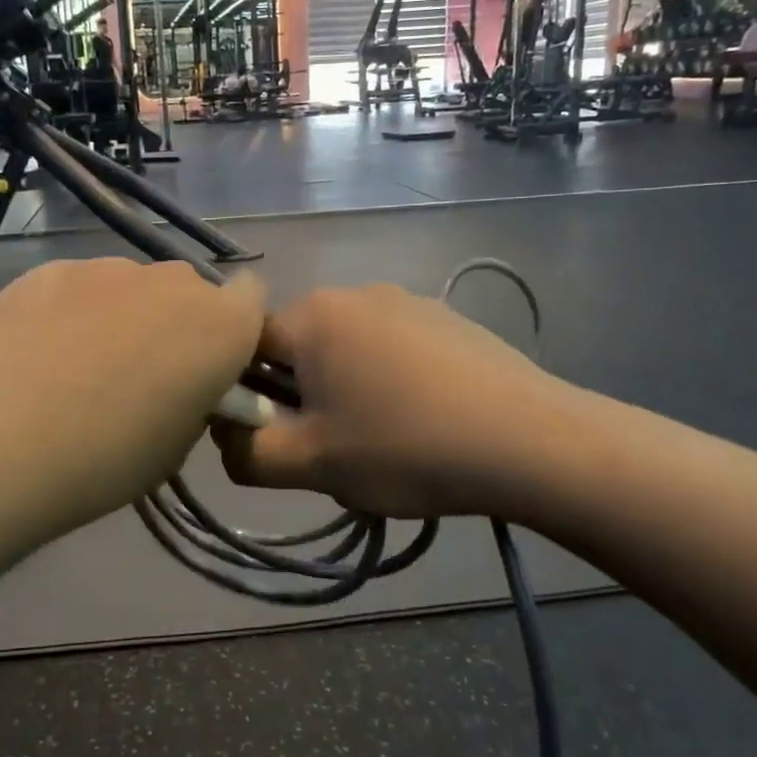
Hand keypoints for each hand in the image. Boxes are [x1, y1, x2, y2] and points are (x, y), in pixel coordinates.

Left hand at [0, 259, 265, 540]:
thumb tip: (181, 382)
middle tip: (140, 371)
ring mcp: (108, 268)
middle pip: (189, 290)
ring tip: (77, 366)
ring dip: (122, 315)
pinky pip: (80, 286)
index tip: (209, 363)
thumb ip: (195, 398)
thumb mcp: (177, 446)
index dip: (234, 327)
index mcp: (221, 325)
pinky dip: (71, 311)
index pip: (252, 297)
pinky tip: (37, 353)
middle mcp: (172, 282)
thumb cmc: (106, 459)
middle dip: (176, 322)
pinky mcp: (52, 269)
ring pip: (132, 286)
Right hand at [214, 284, 586, 519]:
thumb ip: (244, 453)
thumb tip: (227, 434)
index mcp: (313, 315)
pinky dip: (388, 380)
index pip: (246, 345)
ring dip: (344, 390)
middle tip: (334, 447)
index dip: (250, 395)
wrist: (530, 440)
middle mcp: (354, 292)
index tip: (281, 436)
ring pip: (344, 349)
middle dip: (301, 396)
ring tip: (384, 439)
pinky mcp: (443, 317)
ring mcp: (405, 299)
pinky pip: (390, 347)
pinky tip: (423, 419)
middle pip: (297, 347)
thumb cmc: (405, 448)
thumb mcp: (310, 465)